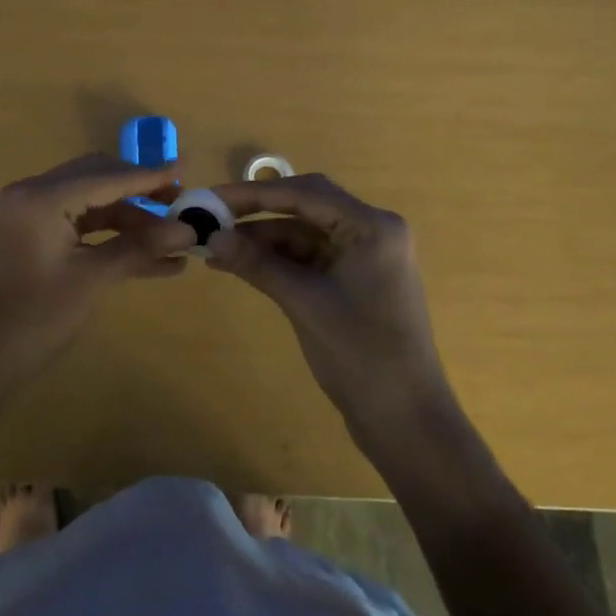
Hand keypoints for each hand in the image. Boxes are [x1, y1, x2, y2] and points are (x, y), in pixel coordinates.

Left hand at [0, 154, 196, 406]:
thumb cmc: (35, 319)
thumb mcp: (93, 280)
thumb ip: (140, 247)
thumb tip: (189, 231)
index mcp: (42, 197)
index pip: (107, 176)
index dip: (150, 175)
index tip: (188, 168)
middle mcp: (32, 193)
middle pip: (97, 178)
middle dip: (140, 191)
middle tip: (179, 204)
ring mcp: (28, 214)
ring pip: (90, 201)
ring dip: (128, 216)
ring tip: (171, 238)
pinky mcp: (30, 235)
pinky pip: (77, 222)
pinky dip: (108, 234)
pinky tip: (147, 256)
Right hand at [206, 174, 453, 440]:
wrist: (405, 422)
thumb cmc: (362, 356)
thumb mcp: (304, 304)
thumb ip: (258, 264)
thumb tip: (211, 236)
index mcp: (372, 227)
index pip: (305, 193)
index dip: (253, 193)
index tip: (211, 197)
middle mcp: (370, 231)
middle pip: (304, 206)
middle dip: (256, 211)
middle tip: (210, 216)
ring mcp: (361, 256)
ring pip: (301, 232)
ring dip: (261, 239)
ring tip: (215, 246)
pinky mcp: (351, 279)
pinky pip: (306, 257)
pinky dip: (275, 260)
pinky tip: (238, 264)